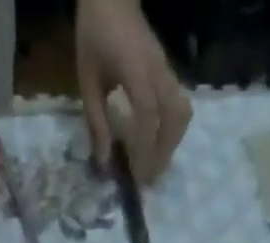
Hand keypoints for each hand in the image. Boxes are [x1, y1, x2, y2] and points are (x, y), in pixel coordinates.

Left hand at [76, 0, 191, 183]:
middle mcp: (158, 73)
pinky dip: (173, 130)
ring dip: (172, 143)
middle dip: (163, 153)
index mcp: (137, 73)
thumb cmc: (95, 36)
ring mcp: (167, 70)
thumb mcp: (87, 81)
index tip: (139, 179)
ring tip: (156, 164)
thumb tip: (103, 163)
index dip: (145, 152)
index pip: (148, 119)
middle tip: (149, 179)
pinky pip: (180, 105)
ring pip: (182, 113)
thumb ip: (96, 122)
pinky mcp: (168, 71)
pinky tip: (158, 143)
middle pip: (173, 119)